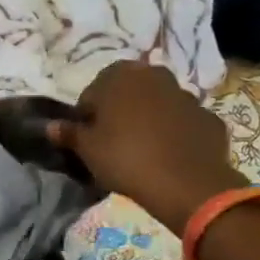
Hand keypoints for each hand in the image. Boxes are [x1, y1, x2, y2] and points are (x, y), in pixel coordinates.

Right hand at [48, 63, 246, 230]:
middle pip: (129, 91)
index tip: (88, 137)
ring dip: (148, 119)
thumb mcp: (88, 150)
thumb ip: (69, 133)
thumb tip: (51, 126)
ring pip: (158, 104)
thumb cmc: (126, 158)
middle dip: (119, 110)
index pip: (94, 90)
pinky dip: (175, 133)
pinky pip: (183, 122)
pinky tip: (168, 156)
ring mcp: (186, 95)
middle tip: (112, 140)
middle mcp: (155, 76)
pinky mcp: (208, 116)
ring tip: (141, 150)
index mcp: (120, 76)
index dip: (88, 114)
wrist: (186, 183)